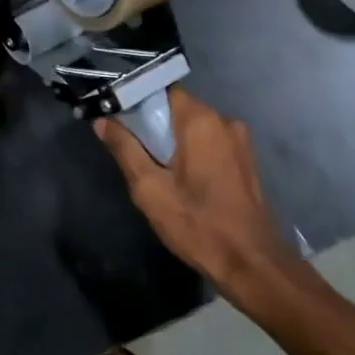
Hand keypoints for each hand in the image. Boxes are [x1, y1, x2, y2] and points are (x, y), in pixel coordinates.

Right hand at [97, 89, 307, 305]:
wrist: (251, 263)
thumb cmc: (197, 224)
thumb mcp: (150, 189)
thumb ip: (125, 149)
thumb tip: (103, 121)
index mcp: (201, 120)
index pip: (163, 91)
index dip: (139, 103)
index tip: (119, 121)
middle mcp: (224, 121)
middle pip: (180, 108)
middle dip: (155, 124)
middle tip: (132, 150)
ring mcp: (240, 141)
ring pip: (196, 127)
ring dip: (174, 140)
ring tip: (155, 168)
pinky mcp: (246, 160)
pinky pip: (211, 143)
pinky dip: (193, 151)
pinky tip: (182, 178)